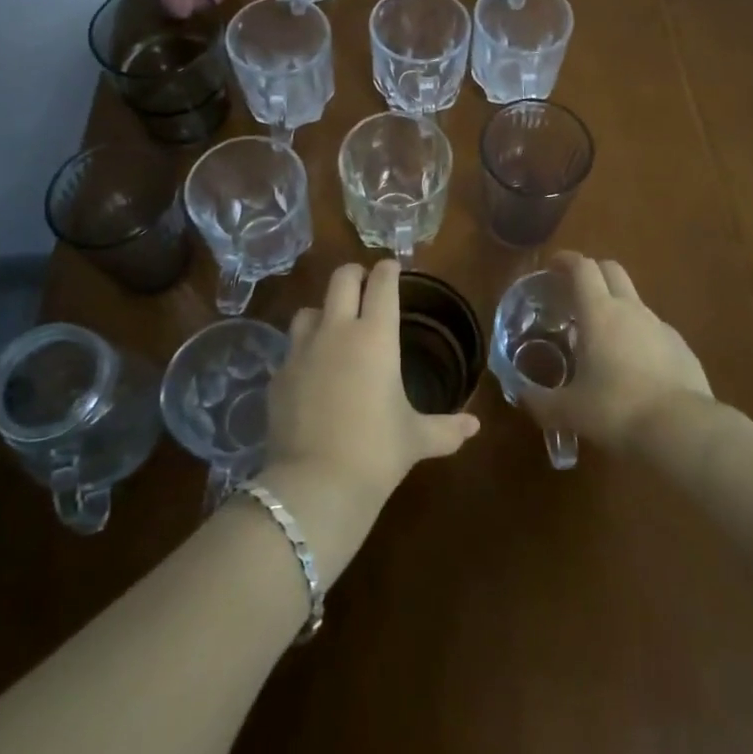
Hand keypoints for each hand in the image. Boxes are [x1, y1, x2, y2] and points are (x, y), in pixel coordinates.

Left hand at [258, 261, 479, 583]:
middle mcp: (337, 331)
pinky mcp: (277, 376)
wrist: (315, 486)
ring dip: (323, 312)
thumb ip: (446, 428)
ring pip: (308, 310)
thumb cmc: (376, 452)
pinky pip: (290, 350)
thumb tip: (475, 426)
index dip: (388, 270)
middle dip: (354, 275)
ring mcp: (301, 351)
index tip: (393, 267)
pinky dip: (303, 352)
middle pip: (341, 279)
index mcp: (376, 337)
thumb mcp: (416, 439)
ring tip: (333, 328)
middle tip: (364, 284)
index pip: (382, 284)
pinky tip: (311, 373)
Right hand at [519, 253, 713, 450]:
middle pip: (611, 270)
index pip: (582, 267)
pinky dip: (637, 334)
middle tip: (574, 293)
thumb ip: (540, 401)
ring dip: (615, 306)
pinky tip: (632, 366)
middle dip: (592, 272)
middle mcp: (631, 309)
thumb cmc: (617, 410)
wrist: (683, 430)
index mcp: (599, 312)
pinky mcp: (681, 347)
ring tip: (600, 337)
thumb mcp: (569, 411)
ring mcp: (660, 326)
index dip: (566, 260)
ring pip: (633, 300)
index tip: (552, 266)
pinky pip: (653, 329)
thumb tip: (521, 395)